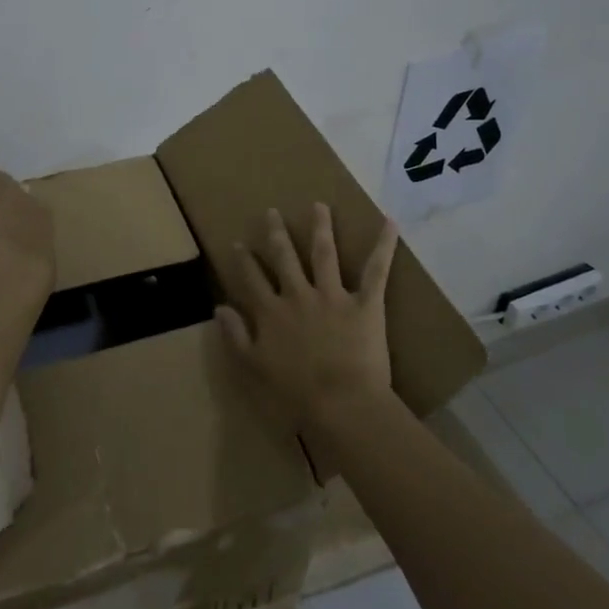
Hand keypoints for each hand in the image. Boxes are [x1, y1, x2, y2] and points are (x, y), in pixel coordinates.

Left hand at [0, 118, 55, 295]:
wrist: (10, 276)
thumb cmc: (28, 275)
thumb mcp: (36, 261)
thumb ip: (26, 243)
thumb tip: (16, 235)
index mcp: (37, 215)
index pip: (21, 201)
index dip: (10, 204)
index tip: (2, 210)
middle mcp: (16, 197)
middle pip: (1, 182)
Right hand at [216, 203, 396, 431]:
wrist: (342, 402)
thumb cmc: (296, 392)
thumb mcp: (254, 367)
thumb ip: (236, 336)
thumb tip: (219, 308)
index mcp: (271, 312)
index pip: (252, 279)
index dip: (244, 260)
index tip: (239, 243)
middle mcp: (298, 295)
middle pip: (284, 257)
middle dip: (276, 233)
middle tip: (272, 212)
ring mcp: (333, 295)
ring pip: (324, 253)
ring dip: (321, 227)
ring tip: (319, 206)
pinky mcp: (365, 303)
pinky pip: (376, 270)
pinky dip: (384, 245)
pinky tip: (389, 222)